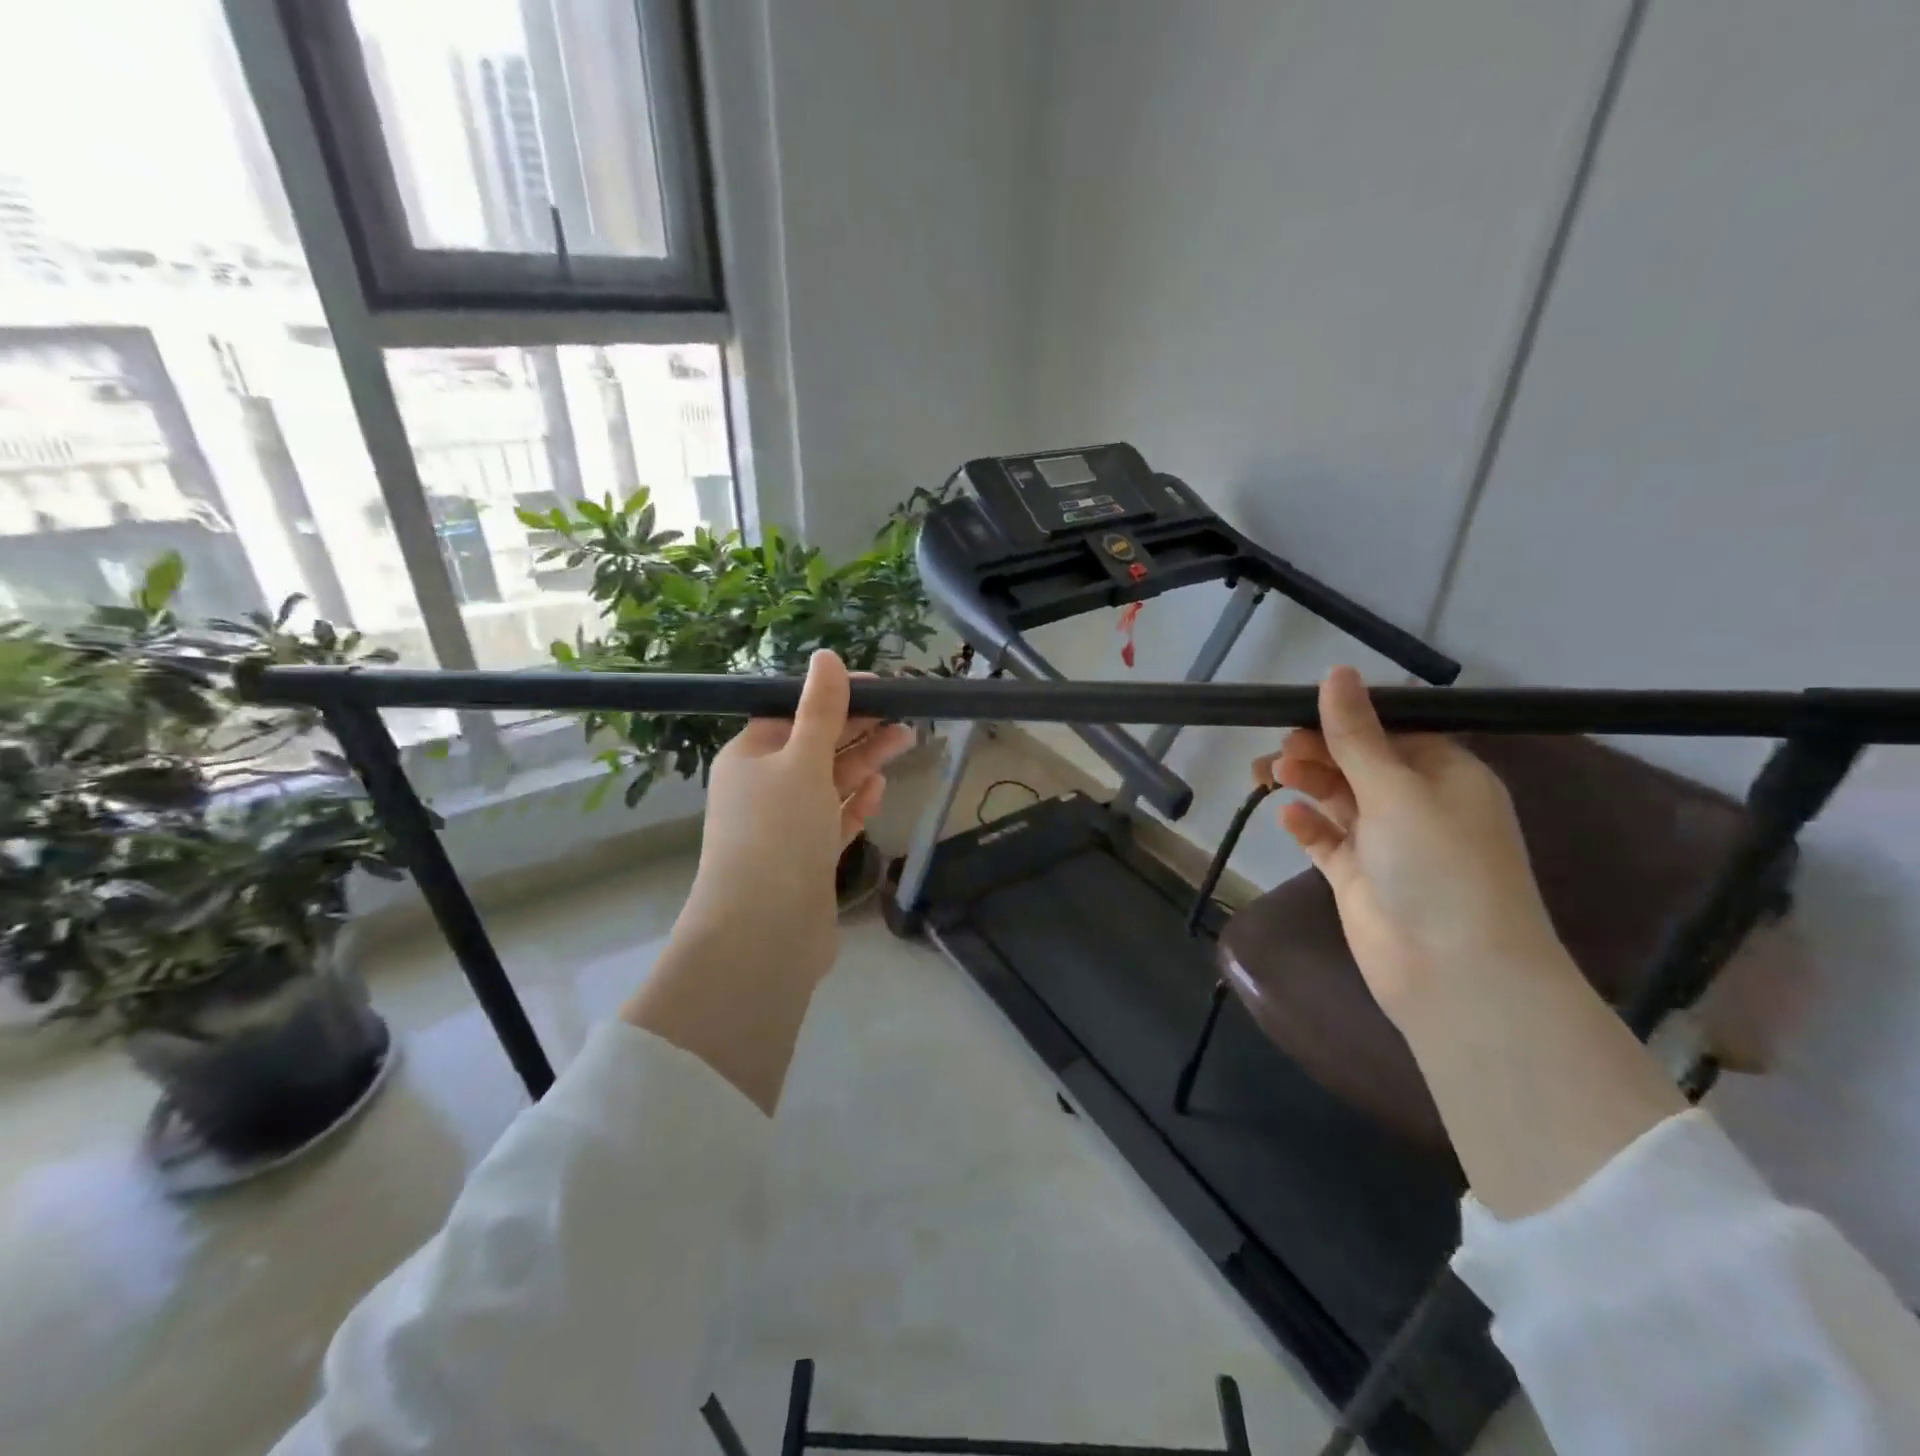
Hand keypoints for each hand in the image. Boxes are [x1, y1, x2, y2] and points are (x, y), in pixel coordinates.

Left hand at [680, 650, 914, 984]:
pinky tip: (879, 788)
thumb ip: (820, 710)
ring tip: (907, 740)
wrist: (765, 932)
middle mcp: (762, 789)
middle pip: (815, 747)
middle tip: (905, 713)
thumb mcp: (802, 761)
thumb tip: (827, 656)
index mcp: (749, 757)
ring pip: (829, 783)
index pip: (793, 713)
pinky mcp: (806, 859)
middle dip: (859, 728)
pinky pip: (833, 820)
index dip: (836, 697)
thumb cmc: (779, 832)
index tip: (881, 687)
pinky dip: (855, 803)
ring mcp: (785, 827)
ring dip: (865, 761)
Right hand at [1258, 667, 1688, 1217]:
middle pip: (1358, 761)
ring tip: (1267, 775)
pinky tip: (1287, 815)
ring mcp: (1388, 844)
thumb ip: (1357, 734)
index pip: (1392, 728)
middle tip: (1277, 750)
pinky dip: (1308, 825)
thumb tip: (1336, 671)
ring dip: (1306, 781)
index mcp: (1446, 774)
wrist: (1455, 974)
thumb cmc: (1438, 866)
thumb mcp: (1396, 789)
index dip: (1346, 715)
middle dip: (1316, 750)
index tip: (1298, 708)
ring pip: (1338, 798)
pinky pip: (1328, 840)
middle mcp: (1419, 804)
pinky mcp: (1361, 878)